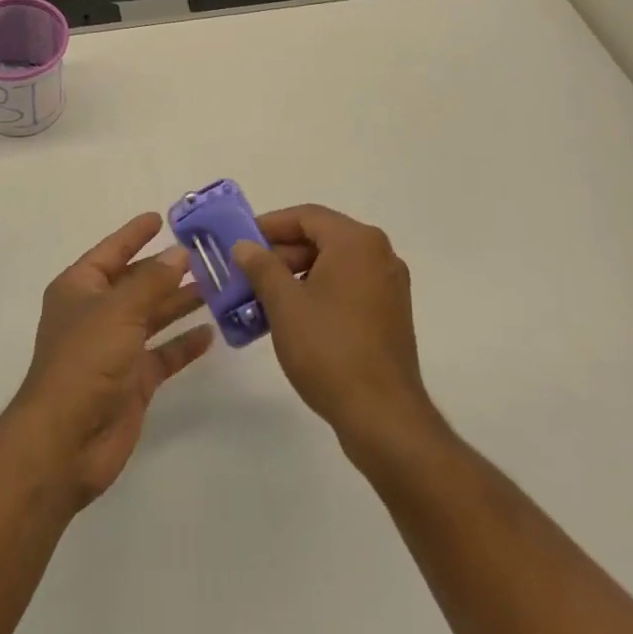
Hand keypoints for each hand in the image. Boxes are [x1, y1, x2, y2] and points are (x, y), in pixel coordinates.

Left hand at [8, 212, 214, 509]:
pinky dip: (183, 344)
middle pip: (136, 283)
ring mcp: (114, 349)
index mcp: (81, 288)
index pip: (112, 251)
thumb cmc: (85, 361)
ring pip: (152, 317)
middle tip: (205, 254)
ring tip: (216, 287)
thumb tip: (178, 253)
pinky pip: (162, 354)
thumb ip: (152, 281)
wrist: (66, 442)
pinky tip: (211, 333)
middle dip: (166, 270)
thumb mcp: (119, 310)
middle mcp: (96, 313)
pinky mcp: (132, 382)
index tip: (161, 218)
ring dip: (180, 303)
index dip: (135, 234)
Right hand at [229, 205, 433, 442]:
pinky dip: (319, 292)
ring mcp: (389, 285)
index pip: (306, 217)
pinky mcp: (390, 314)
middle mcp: (379, 254)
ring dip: (297, 275)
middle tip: (248, 273)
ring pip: (334, 264)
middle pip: (321, 238)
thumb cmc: (329, 349)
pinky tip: (293, 317)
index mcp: (357, 242)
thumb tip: (245, 246)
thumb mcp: (284, 304)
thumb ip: (262, 267)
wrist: (383, 417)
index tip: (241, 242)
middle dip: (282, 253)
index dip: (270, 225)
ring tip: (264, 298)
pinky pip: (348, 286)